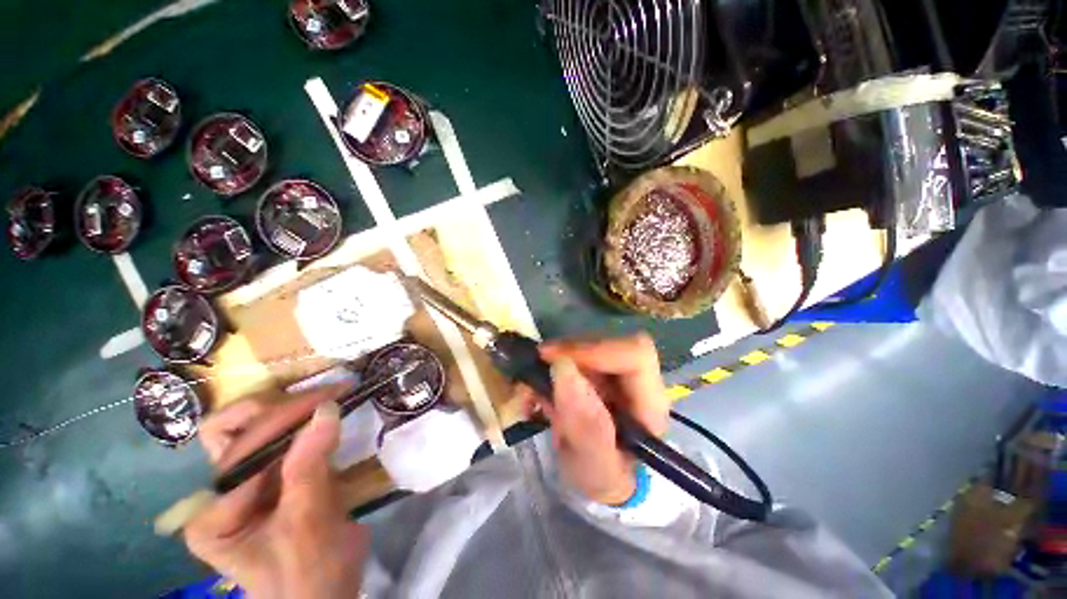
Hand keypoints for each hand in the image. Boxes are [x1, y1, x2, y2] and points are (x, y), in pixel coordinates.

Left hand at [183, 388, 369, 598]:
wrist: (327, 598)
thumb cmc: (311, 575)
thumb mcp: (308, 525)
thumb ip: (310, 467)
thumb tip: (327, 409)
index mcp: (213, 515)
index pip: (241, 451)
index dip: (285, 421)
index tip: (331, 399)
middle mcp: (218, 496)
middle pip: (235, 434)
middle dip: (280, 410)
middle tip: (326, 396)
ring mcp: (243, 487)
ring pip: (253, 432)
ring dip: (289, 412)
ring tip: (328, 400)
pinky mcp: (270, 482)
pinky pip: (279, 443)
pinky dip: (300, 425)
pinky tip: (324, 416)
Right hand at [523, 333, 668, 505]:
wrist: (598, 479)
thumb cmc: (604, 479)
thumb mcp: (595, 467)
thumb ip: (585, 425)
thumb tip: (563, 367)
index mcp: (649, 402)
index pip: (635, 354)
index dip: (594, 350)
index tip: (553, 360)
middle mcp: (636, 379)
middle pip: (607, 342)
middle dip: (568, 353)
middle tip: (538, 370)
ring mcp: (614, 371)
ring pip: (586, 344)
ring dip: (554, 361)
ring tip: (535, 392)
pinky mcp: (595, 369)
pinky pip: (571, 354)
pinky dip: (549, 366)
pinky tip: (539, 391)